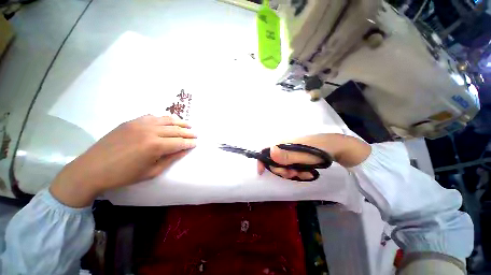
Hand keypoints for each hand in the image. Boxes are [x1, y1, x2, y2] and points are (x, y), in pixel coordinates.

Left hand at [50, 115, 196, 206]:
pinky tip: (168, 121)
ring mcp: (140, 124)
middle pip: (176, 130)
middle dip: (188, 132)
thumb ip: (170, 159)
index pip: (179, 142)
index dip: (190, 143)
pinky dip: (163, 119)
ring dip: (179, 122)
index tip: (196, 143)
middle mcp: (150, 131)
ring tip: (188, 124)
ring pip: (166, 120)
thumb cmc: (124, 175)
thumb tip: (184, 150)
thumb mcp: (152, 172)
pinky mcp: (131, 121)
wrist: (92, 169)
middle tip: (195, 134)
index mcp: (156, 146)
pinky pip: (152, 117)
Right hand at [258, 134, 370, 179]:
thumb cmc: (322, 150)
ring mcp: (294, 153)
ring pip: (285, 166)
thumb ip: (287, 155)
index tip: (262, 172)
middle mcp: (287, 147)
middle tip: (292, 174)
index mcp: (285, 143)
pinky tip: (309, 173)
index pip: (267, 150)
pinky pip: (294, 167)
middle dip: (282, 170)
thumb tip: (270, 152)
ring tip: (305, 174)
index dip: (263, 160)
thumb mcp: (305, 155)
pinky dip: (300, 173)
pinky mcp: (300, 158)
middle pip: (275, 161)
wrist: (341, 149)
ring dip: (293, 173)